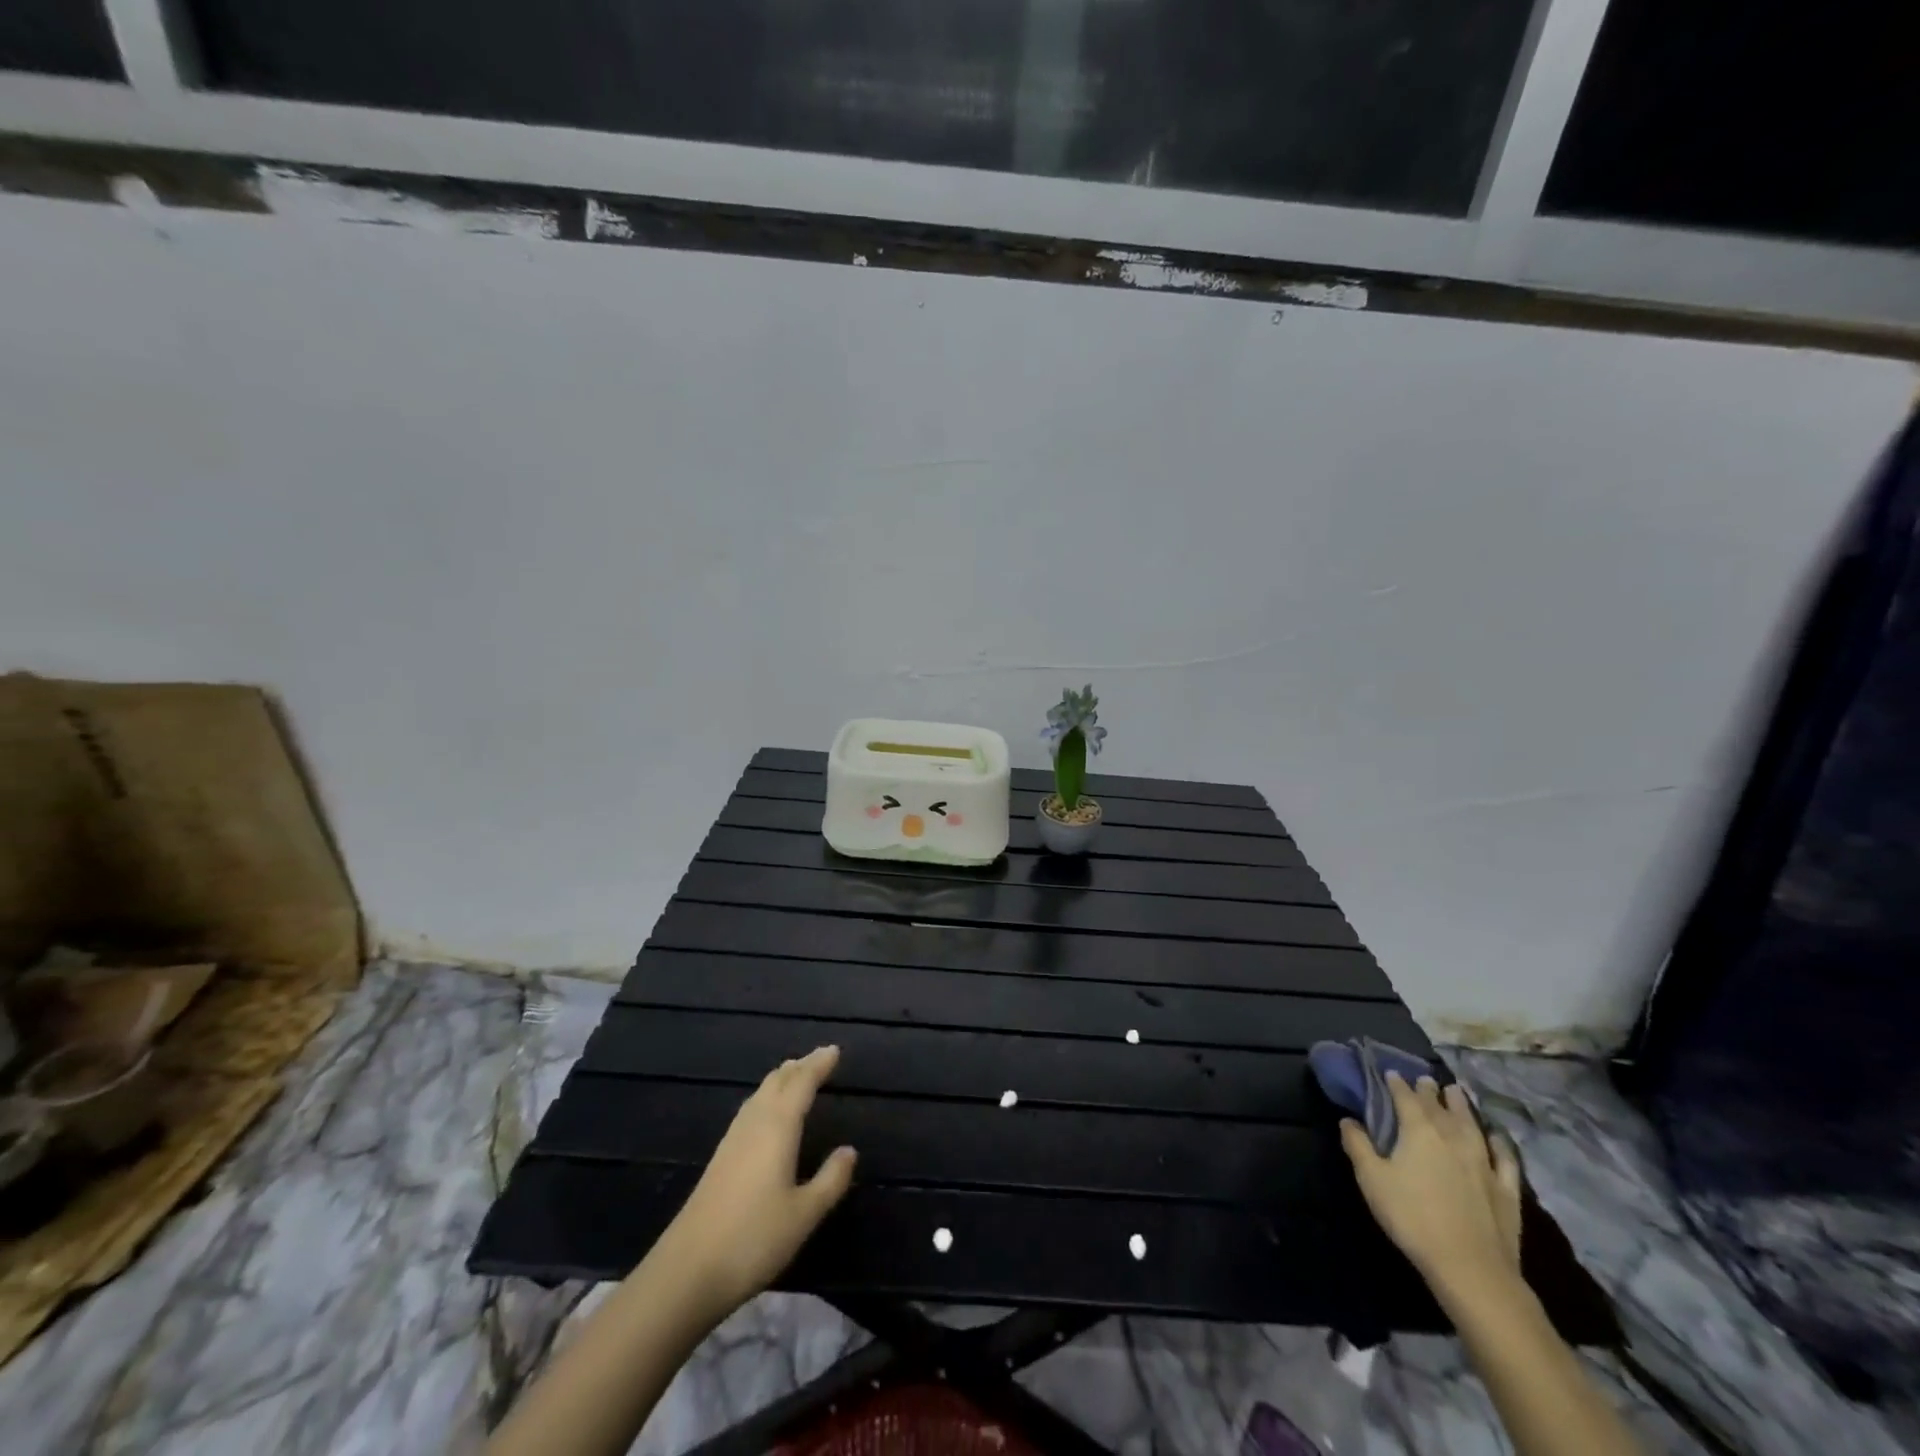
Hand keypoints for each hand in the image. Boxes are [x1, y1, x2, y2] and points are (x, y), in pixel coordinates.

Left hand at [660, 1045, 857, 1316]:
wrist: (686, 1272)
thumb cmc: (753, 1239)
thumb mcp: (804, 1214)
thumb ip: (831, 1179)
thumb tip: (849, 1150)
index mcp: (778, 1126)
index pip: (802, 1083)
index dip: (819, 1065)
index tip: (834, 1050)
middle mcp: (754, 1123)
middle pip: (777, 1082)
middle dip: (799, 1066)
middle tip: (819, 1058)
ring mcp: (732, 1140)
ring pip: (760, 1094)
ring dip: (781, 1080)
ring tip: (795, 1075)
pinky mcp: (719, 1159)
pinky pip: (749, 1110)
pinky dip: (766, 1098)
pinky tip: (765, 1114)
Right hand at [1340, 1074, 1522, 1295]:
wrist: (1470, 1267)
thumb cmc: (1412, 1217)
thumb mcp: (1371, 1180)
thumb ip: (1358, 1145)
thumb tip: (1348, 1120)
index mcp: (1418, 1130)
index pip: (1405, 1097)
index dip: (1396, 1084)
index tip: (1391, 1073)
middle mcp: (1452, 1136)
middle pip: (1439, 1106)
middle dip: (1429, 1090)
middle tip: (1425, 1080)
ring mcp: (1484, 1161)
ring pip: (1472, 1123)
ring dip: (1462, 1105)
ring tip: (1456, 1091)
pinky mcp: (1506, 1187)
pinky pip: (1504, 1157)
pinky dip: (1500, 1143)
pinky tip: (1497, 1137)